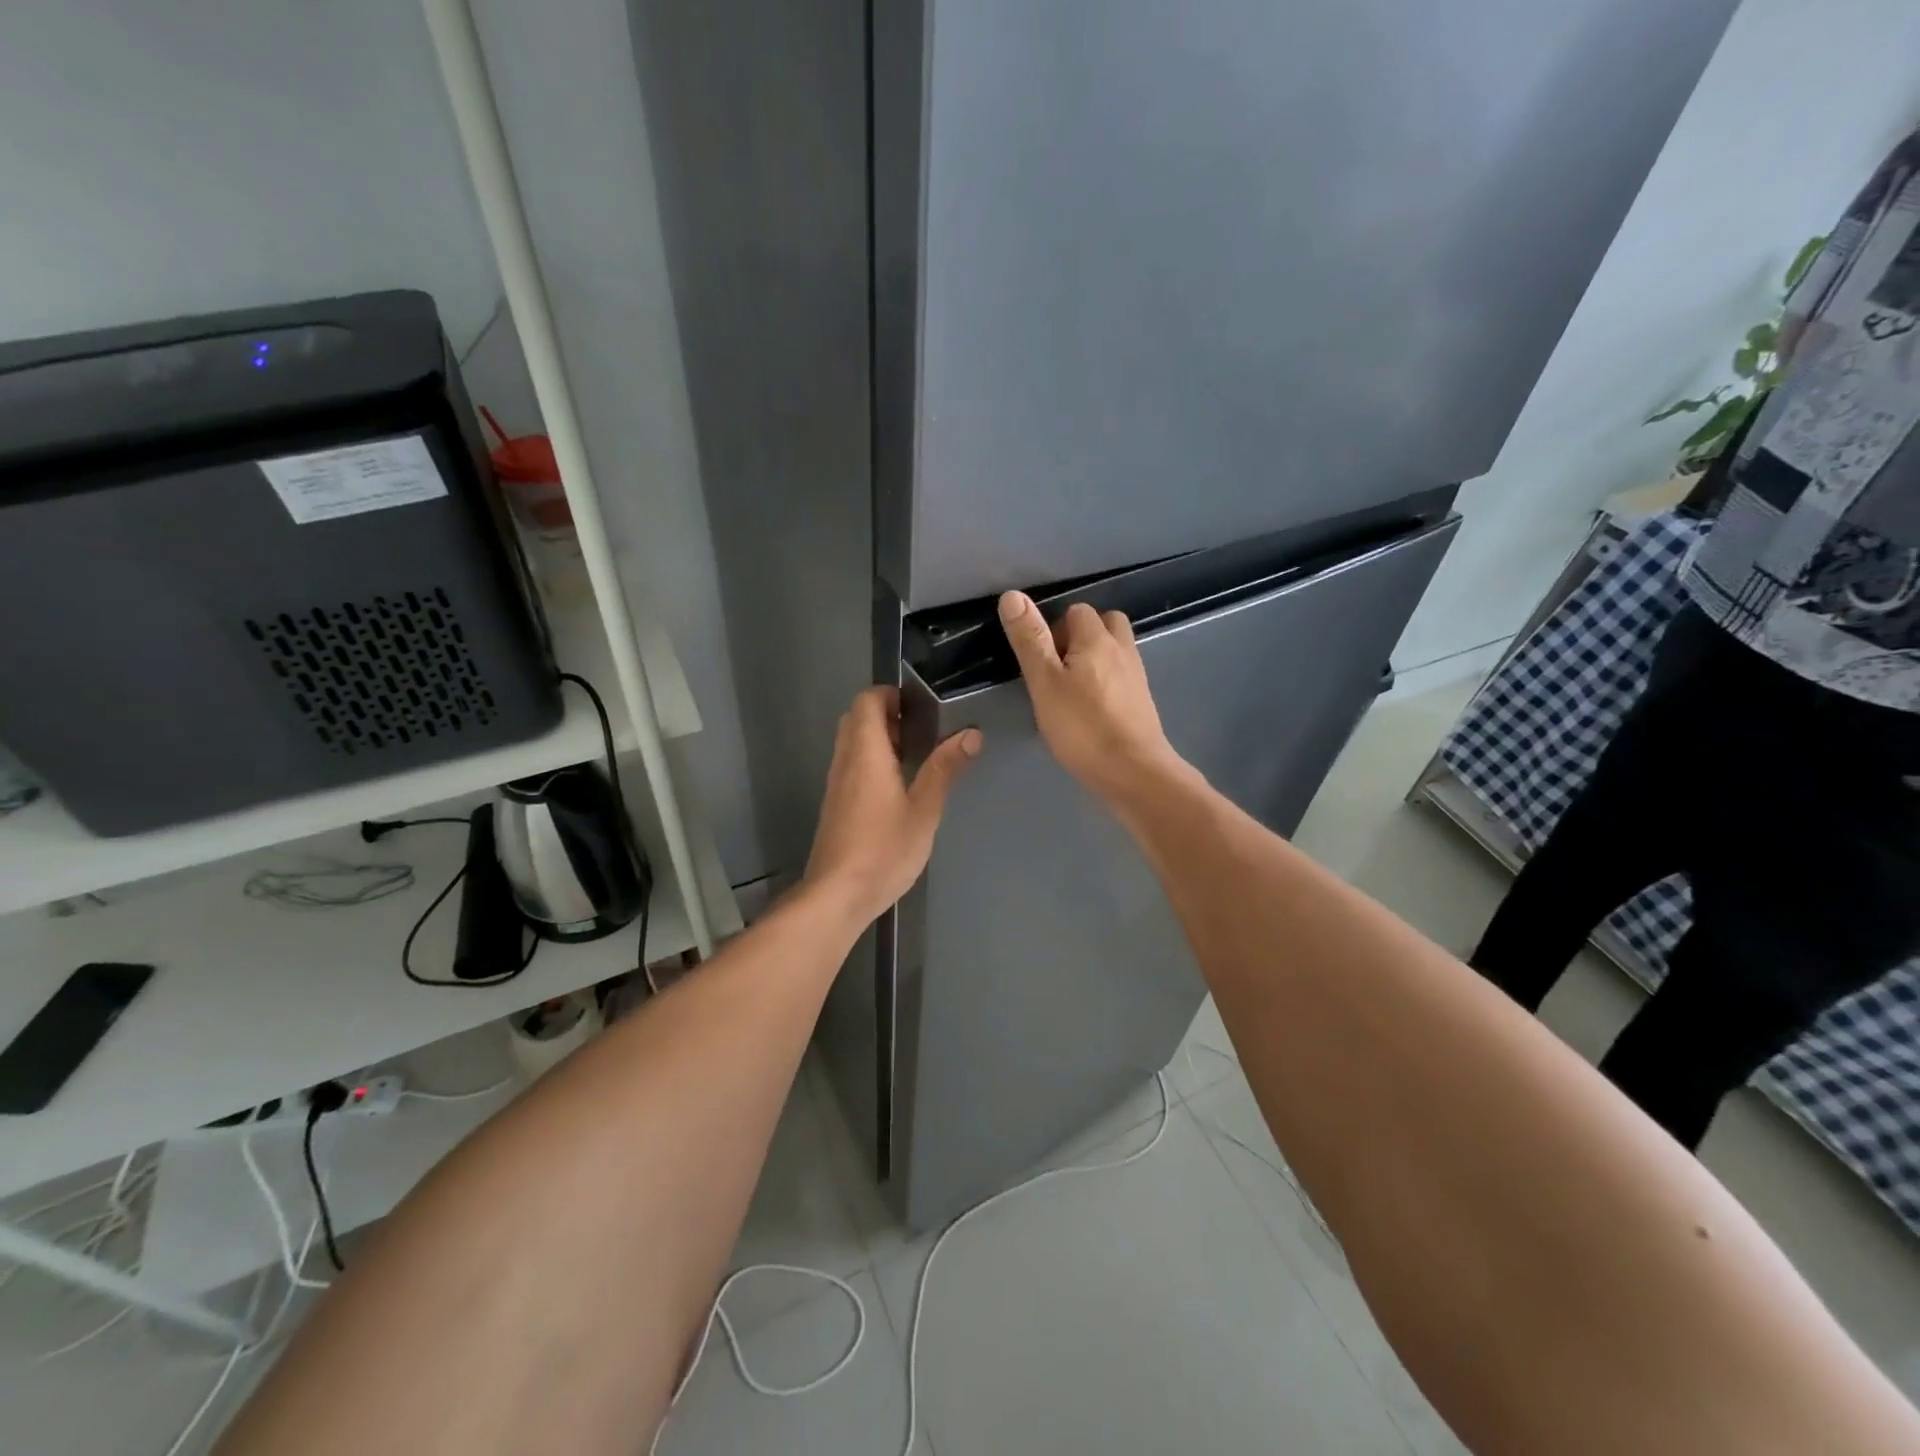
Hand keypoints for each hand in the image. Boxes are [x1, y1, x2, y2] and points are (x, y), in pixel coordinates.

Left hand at [803, 686, 980, 923]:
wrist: (837, 894)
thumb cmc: (884, 850)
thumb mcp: (924, 810)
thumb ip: (944, 769)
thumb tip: (971, 734)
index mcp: (866, 753)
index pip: (866, 701)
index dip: (889, 694)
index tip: (918, 705)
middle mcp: (845, 761)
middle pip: (856, 719)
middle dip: (885, 714)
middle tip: (919, 730)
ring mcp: (836, 784)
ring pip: (850, 743)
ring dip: (877, 738)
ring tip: (912, 756)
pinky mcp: (834, 805)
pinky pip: (849, 765)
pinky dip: (869, 761)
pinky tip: (894, 787)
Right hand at [998, 591, 1187, 805]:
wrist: (1134, 772)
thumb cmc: (1083, 727)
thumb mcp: (1045, 683)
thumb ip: (1030, 640)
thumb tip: (1013, 595)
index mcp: (1097, 639)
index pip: (1076, 611)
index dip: (1054, 629)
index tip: (1040, 661)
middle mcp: (1122, 649)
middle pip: (1104, 624)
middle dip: (1080, 637)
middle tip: (1057, 670)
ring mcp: (1136, 676)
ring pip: (1114, 651)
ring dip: (1094, 659)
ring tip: (1071, 689)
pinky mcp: (1142, 702)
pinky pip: (1121, 677)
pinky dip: (1106, 682)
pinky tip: (1090, 709)